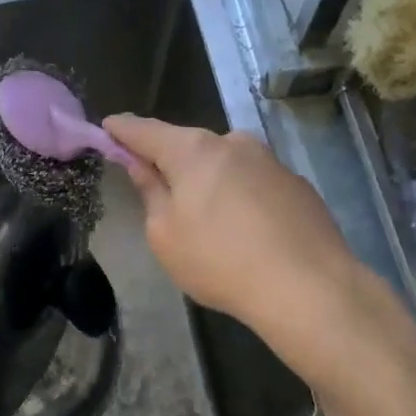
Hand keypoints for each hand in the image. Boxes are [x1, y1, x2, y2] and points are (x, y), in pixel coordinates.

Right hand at [104, 116, 395, 366]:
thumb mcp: (165, 236)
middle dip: (170, 162)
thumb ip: (151, 193)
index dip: (122, 130)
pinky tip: (244, 231)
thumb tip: (142, 166)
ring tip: (207, 221)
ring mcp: (270, 161)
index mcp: (194, 151)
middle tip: (157, 189)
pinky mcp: (297, 184)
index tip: (107, 127)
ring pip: (224, 163)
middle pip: (188, 146)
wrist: (308, 287)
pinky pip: (253, 183)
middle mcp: (233, 143)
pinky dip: (240, 196)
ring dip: (209, 181)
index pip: (145, 131)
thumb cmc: (220, 262)